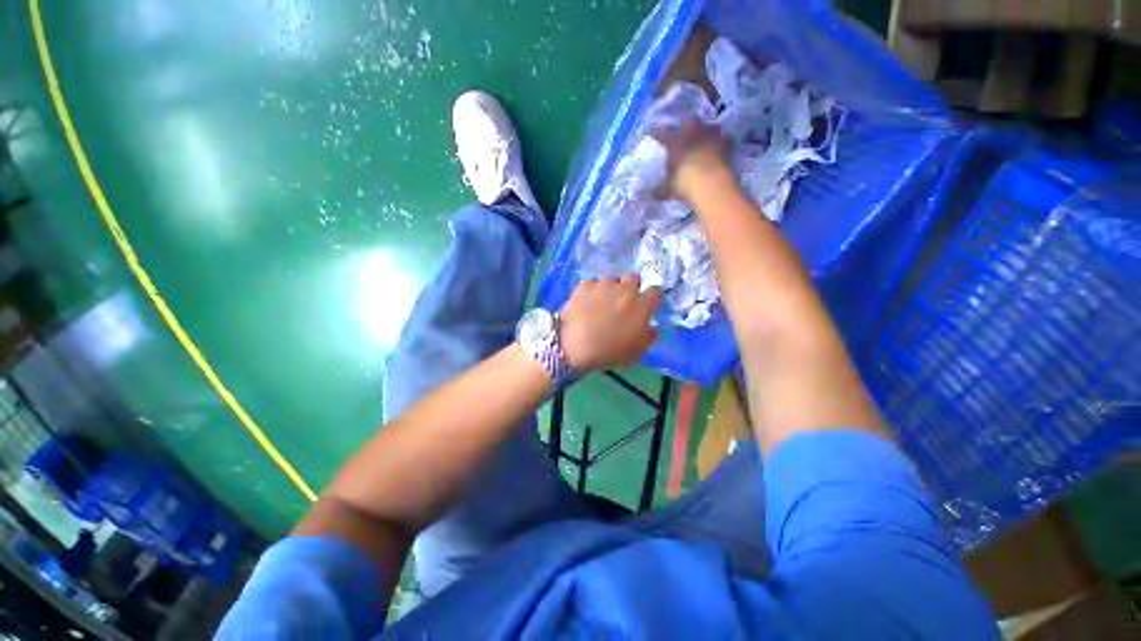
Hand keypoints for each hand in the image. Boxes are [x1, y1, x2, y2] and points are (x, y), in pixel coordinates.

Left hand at [560, 275, 661, 372]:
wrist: (575, 346)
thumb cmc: (609, 352)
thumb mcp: (636, 351)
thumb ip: (648, 336)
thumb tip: (651, 327)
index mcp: (641, 306)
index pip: (656, 292)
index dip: (652, 298)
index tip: (647, 306)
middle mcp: (625, 290)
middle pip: (634, 277)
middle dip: (631, 287)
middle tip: (623, 302)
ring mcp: (603, 285)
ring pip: (611, 279)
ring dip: (610, 288)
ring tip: (601, 302)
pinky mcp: (584, 285)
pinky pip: (591, 283)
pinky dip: (591, 290)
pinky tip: (585, 301)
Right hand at [652, 118, 730, 198]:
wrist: (710, 183)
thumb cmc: (683, 182)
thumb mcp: (668, 189)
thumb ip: (661, 189)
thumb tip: (654, 194)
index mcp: (674, 141)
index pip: (662, 133)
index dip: (656, 133)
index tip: (652, 132)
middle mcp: (693, 133)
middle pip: (690, 120)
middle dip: (688, 124)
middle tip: (686, 129)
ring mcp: (711, 136)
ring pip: (710, 126)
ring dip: (708, 131)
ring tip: (706, 137)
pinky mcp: (727, 143)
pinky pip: (725, 139)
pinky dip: (723, 143)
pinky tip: (721, 148)